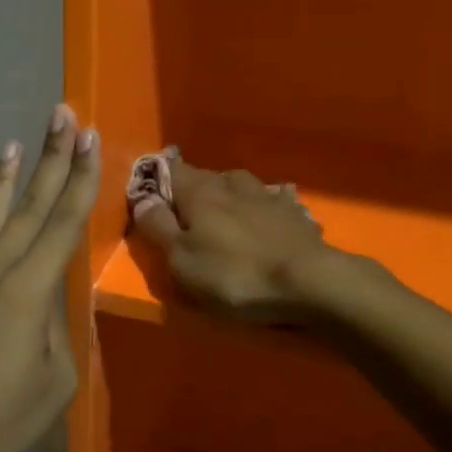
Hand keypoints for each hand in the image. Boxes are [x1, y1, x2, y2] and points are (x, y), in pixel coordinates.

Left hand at [0, 104, 100, 451]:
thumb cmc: (0, 419)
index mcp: (28, 291)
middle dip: (51, 158)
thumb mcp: (56, 380)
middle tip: (63, 115)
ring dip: (6, 177)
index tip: (90, 139)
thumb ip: (58, 326)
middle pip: (28, 205)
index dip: (80, 179)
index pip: (62, 223)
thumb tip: (49, 294)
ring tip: (17, 143)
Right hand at [131, 157, 333, 322]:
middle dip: (192, 190)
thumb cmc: (235, 273)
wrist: (310, 282)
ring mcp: (268, 195)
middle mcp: (232, 183)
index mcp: (199, 191)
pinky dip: (262, 209)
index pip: (170, 170)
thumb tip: (140, 199)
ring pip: (239, 185)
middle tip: (185, 212)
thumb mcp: (182, 259)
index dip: (157, 177)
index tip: (149, 190)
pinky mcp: (295, 213)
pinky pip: (270, 202)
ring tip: (224, 215)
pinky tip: (265, 220)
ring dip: (228, 196)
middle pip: (205, 177)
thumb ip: (157, 227)